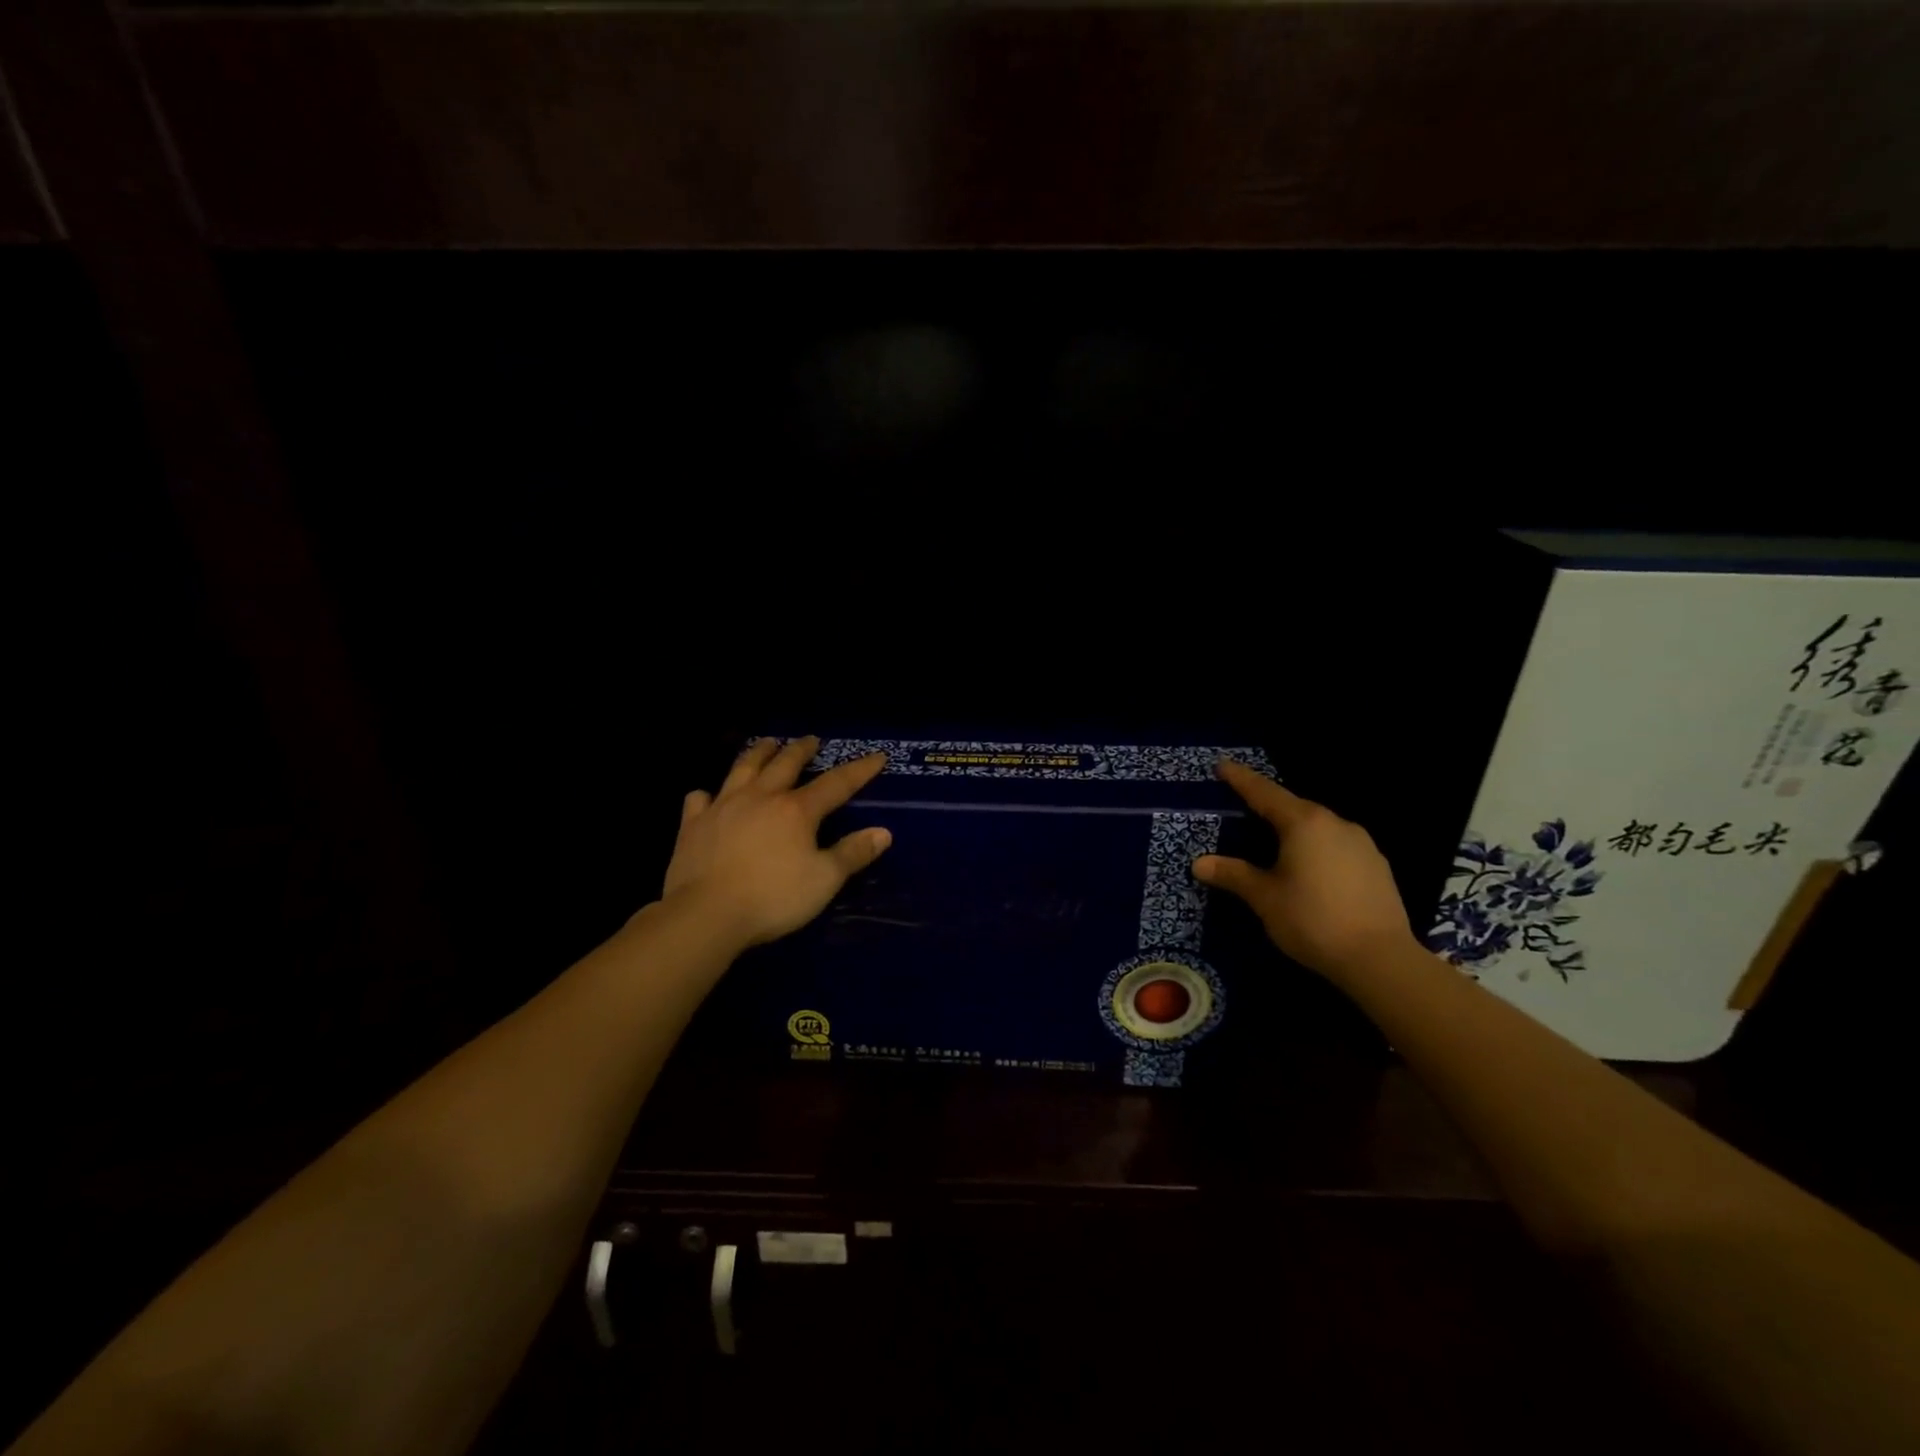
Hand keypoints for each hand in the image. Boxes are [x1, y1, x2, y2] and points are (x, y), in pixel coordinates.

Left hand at [661, 736, 890, 948]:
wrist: (706, 914)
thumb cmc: (773, 898)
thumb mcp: (824, 880)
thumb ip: (853, 854)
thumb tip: (883, 832)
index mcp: (796, 810)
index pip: (836, 784)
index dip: (859, 770)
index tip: (877, 756)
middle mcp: (761, 797)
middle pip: (785, 764)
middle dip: (801, 749)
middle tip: (811, 739)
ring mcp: (723, 806)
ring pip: (743, 768)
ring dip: (758, 753)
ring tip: (767, 743)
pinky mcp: (693, 824)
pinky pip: (699, 799)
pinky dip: (706, 794)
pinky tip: (707, 795)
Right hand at [1193, 760, 1417, 979]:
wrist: (1380, 958)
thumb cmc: (1313, 920)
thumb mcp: (1264, 898)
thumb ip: (1233, 875)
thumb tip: (1200, 863)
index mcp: (1303, 823)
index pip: (1264, 793)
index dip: (1241, 779)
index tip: (1223, 765)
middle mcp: (1335, 823)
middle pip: (1294, 807)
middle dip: (1268, 806)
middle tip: (1244, 807)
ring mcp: (1362, 843)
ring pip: (1318, 826)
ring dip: (1295, 829)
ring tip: (1276, 842)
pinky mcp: (1377, 866)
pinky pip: (1337, 845)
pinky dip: (1317, 847)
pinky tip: (1311, 868)